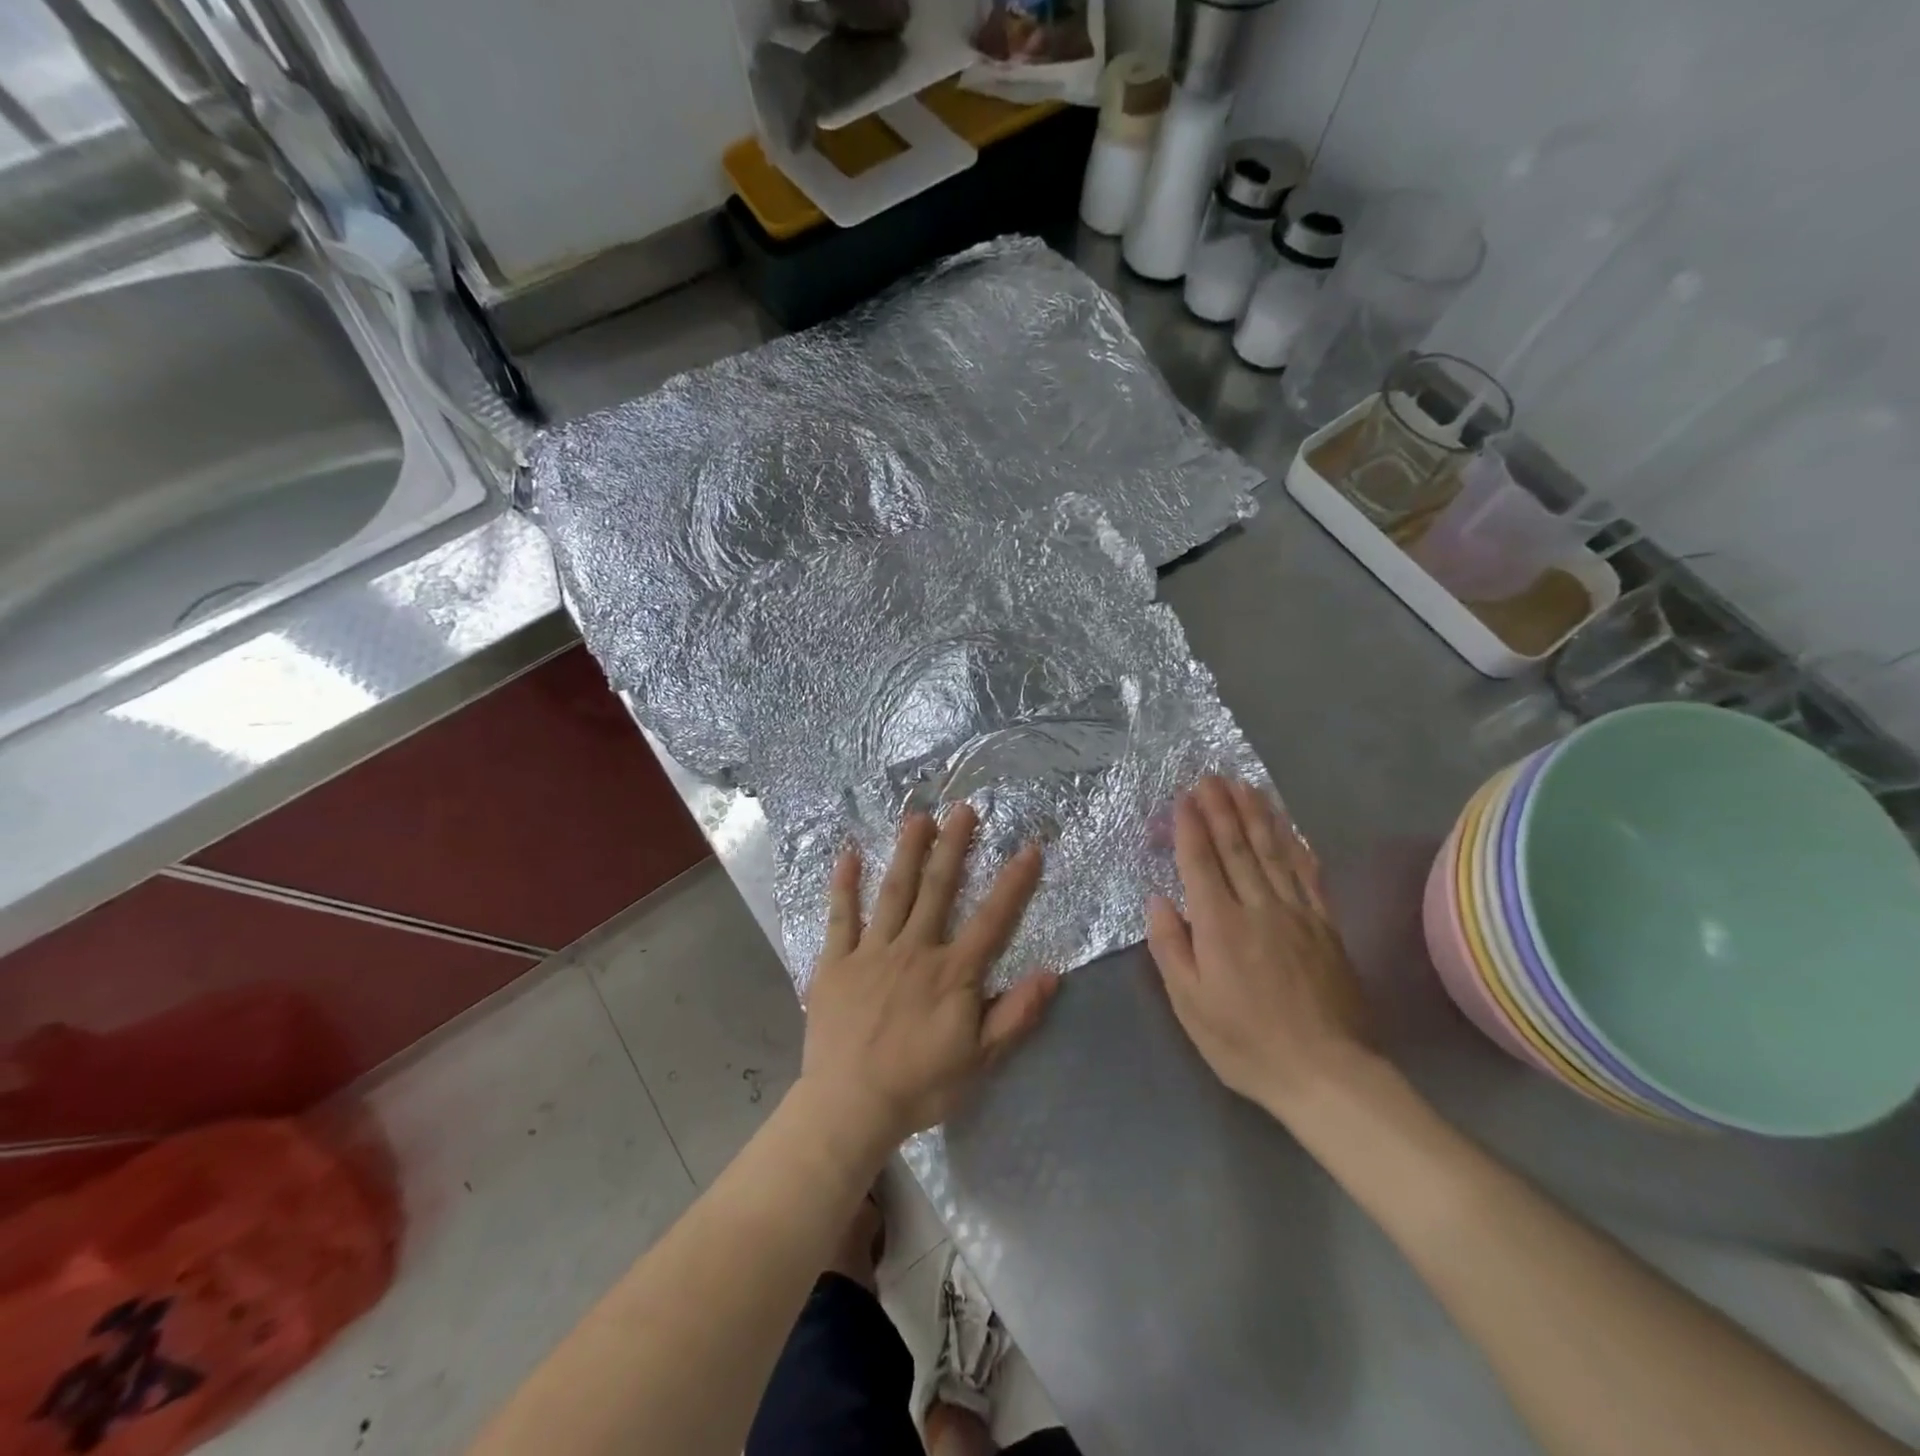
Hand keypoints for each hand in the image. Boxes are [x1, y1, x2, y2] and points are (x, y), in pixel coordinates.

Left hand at [800, 804, 1058, 1148]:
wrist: (849, 1107)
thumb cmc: (919, 1086)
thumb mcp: (979, 1061)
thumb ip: (1015, 1015)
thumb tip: (1051, 973)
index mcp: (951, 973)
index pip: (991, 920)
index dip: (1013, 883)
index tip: (1028, 848)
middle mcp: (914, 950)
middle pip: (938, 890)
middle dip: (953, 847)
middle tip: (963, 809)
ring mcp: (872, 952)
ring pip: (893, 892)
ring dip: (907, 853)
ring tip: (917, 817)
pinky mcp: (836, 962)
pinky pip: (840, 917)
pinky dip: (844, 885)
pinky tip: (847, 855)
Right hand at [1147, 776, 1373, 1121]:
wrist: (1327, 1074)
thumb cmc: (1245, 1042)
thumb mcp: (1190, 1004)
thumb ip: (1171, 947)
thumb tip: (1158, 899)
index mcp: (1220, 925)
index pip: (1201, 862)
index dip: (1191, 827)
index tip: (1184, 797)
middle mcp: (1258, 907)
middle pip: (1237, 847)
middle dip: (1221, 808)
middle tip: (1211, 776)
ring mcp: (1297, 914)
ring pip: (1273, 852)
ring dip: (1257, 815)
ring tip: (1245, 786)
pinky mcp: (1325, 927)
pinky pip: (1309, 876)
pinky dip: (1297, 846)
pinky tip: (1290, 829)